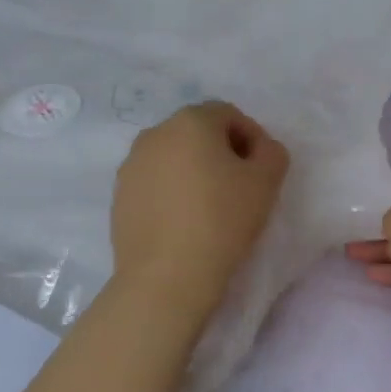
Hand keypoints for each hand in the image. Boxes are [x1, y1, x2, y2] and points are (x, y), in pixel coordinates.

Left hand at [112, 102, 288, 312]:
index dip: (251, 137)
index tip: (261, 169)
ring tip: (211, 207)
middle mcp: (154, 134)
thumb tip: (259, 149)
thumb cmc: (222, 220)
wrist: (166, 277)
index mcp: (190, 122)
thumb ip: (272, 152)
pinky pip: (154, 183)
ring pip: (173, 158)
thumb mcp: (267, 181)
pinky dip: (172, 192)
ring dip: (194, 171)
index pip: (228, 114)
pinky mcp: (119, 197)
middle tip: (240, 186)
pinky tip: (184, 222)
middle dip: (221, 152)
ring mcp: (131, 166)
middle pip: (198, 133)